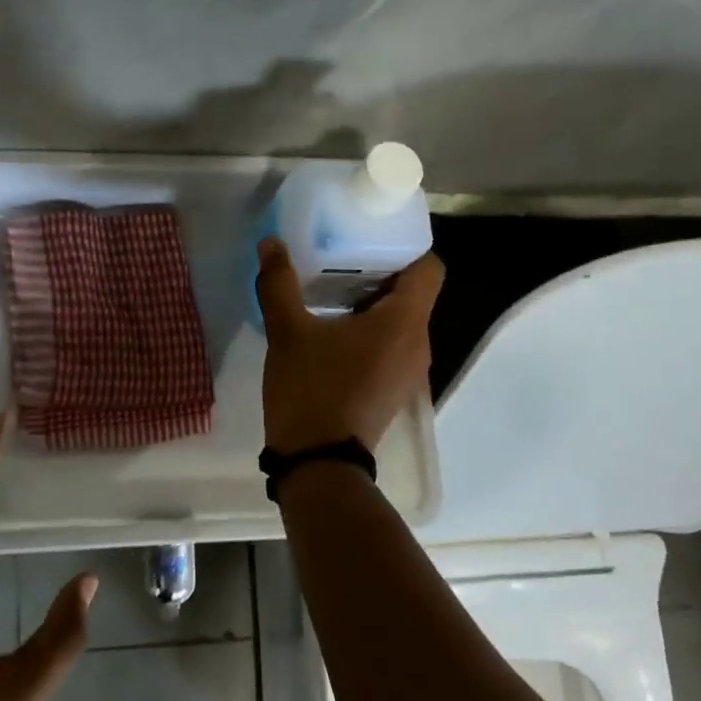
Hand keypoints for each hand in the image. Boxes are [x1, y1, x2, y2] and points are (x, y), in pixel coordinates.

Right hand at [256, 238, 444, 454]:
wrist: (318, 463)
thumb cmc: (311, 391)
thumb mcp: (288, 333)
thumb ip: (279, 284)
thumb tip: (271, 243)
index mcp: (404, 322)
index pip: (429, 266)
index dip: (405, 246)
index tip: (370, 237)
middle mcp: (418, 343)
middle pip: (414, 292)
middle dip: (380, 270)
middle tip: (340, 256)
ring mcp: (408, 371)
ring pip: (401, 320)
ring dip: (372, 302)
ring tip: (331, 291)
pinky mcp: (392, 389)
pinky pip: (391, 344)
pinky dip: (370, 330)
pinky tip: (332, 331)